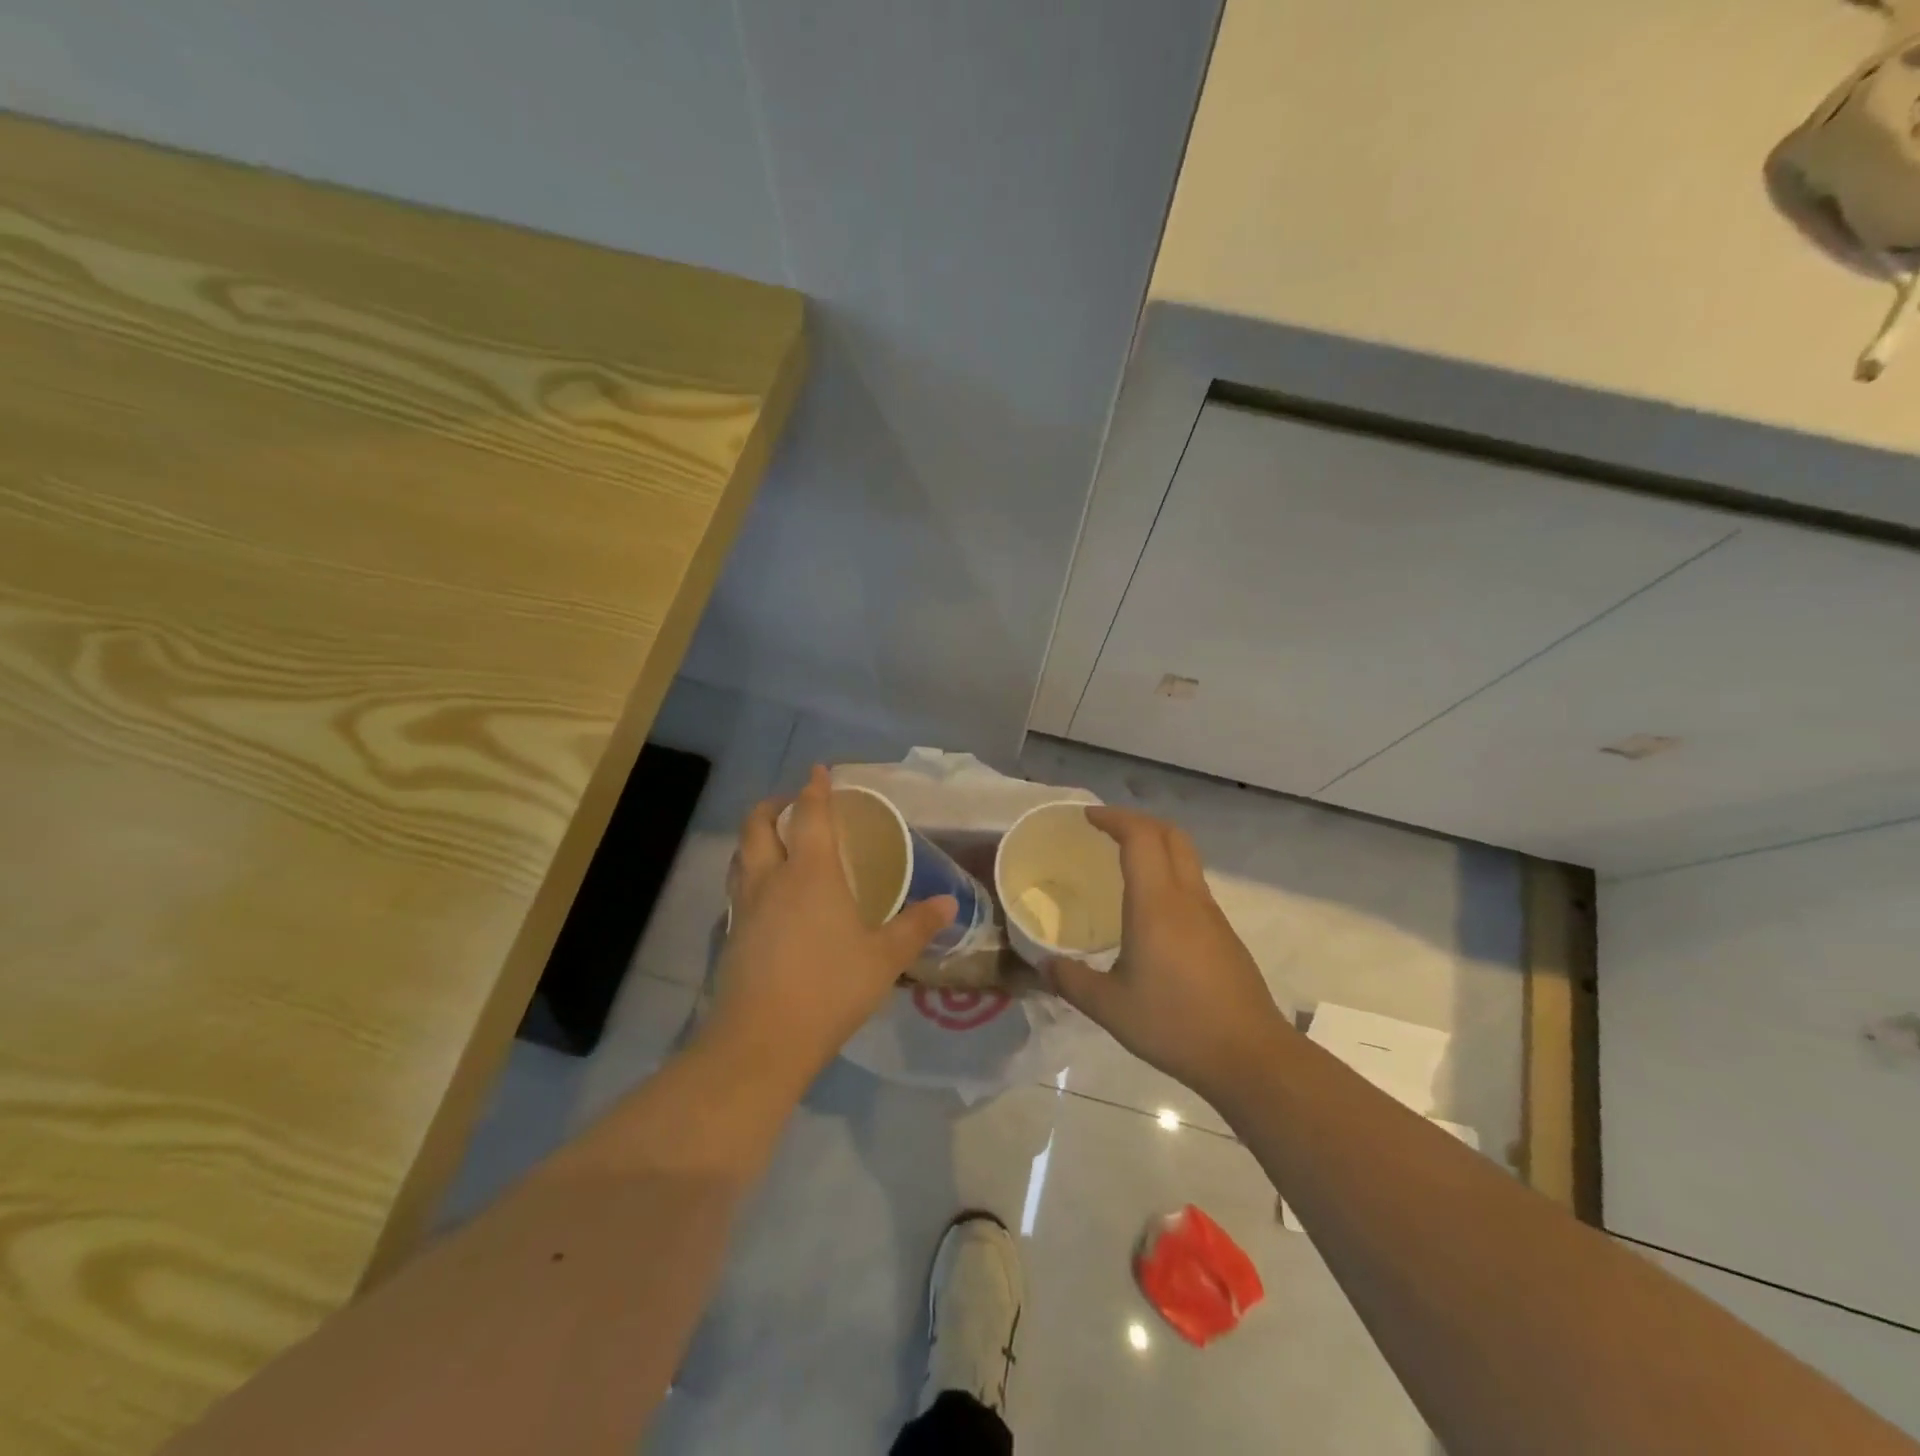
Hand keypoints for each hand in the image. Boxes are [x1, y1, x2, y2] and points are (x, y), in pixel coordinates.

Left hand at [702, 766, 956, 1091]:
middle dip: (772, 805)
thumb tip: (949, 903)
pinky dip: (749, 873)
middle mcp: (772, 879)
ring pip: (741, 855)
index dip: (814, 789)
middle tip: (790, 803)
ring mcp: (744, 907)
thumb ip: (916, 926)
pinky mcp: (731, 935)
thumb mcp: (884, 958)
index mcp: (811, 873)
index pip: (809, 815)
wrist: (761, 1041)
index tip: (818, 771)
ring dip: (755, 838)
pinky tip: (765, 895)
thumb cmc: (830, 988)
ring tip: (773, 841)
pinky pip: (737, 887)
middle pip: (758, 826)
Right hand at [1043, 807, 1287, 1102]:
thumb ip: (1071, 981)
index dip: (1114, 818)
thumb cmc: (1175, 1024)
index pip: (1140, 836)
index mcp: (1156, 903)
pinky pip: (1193, 885)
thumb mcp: (1110, 1007)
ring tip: (1123, 864)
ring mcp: (1211, 915)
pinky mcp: (1224, 934)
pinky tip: (1150, 910)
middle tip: (1105, 830)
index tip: (1087, 817)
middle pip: (1170, 834)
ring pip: (1186, 858)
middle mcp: (1187, 898)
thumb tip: (1043, 966)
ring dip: (1156, 846)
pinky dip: (1168, 874)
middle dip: (1137, 821)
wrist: (1249, 1056)